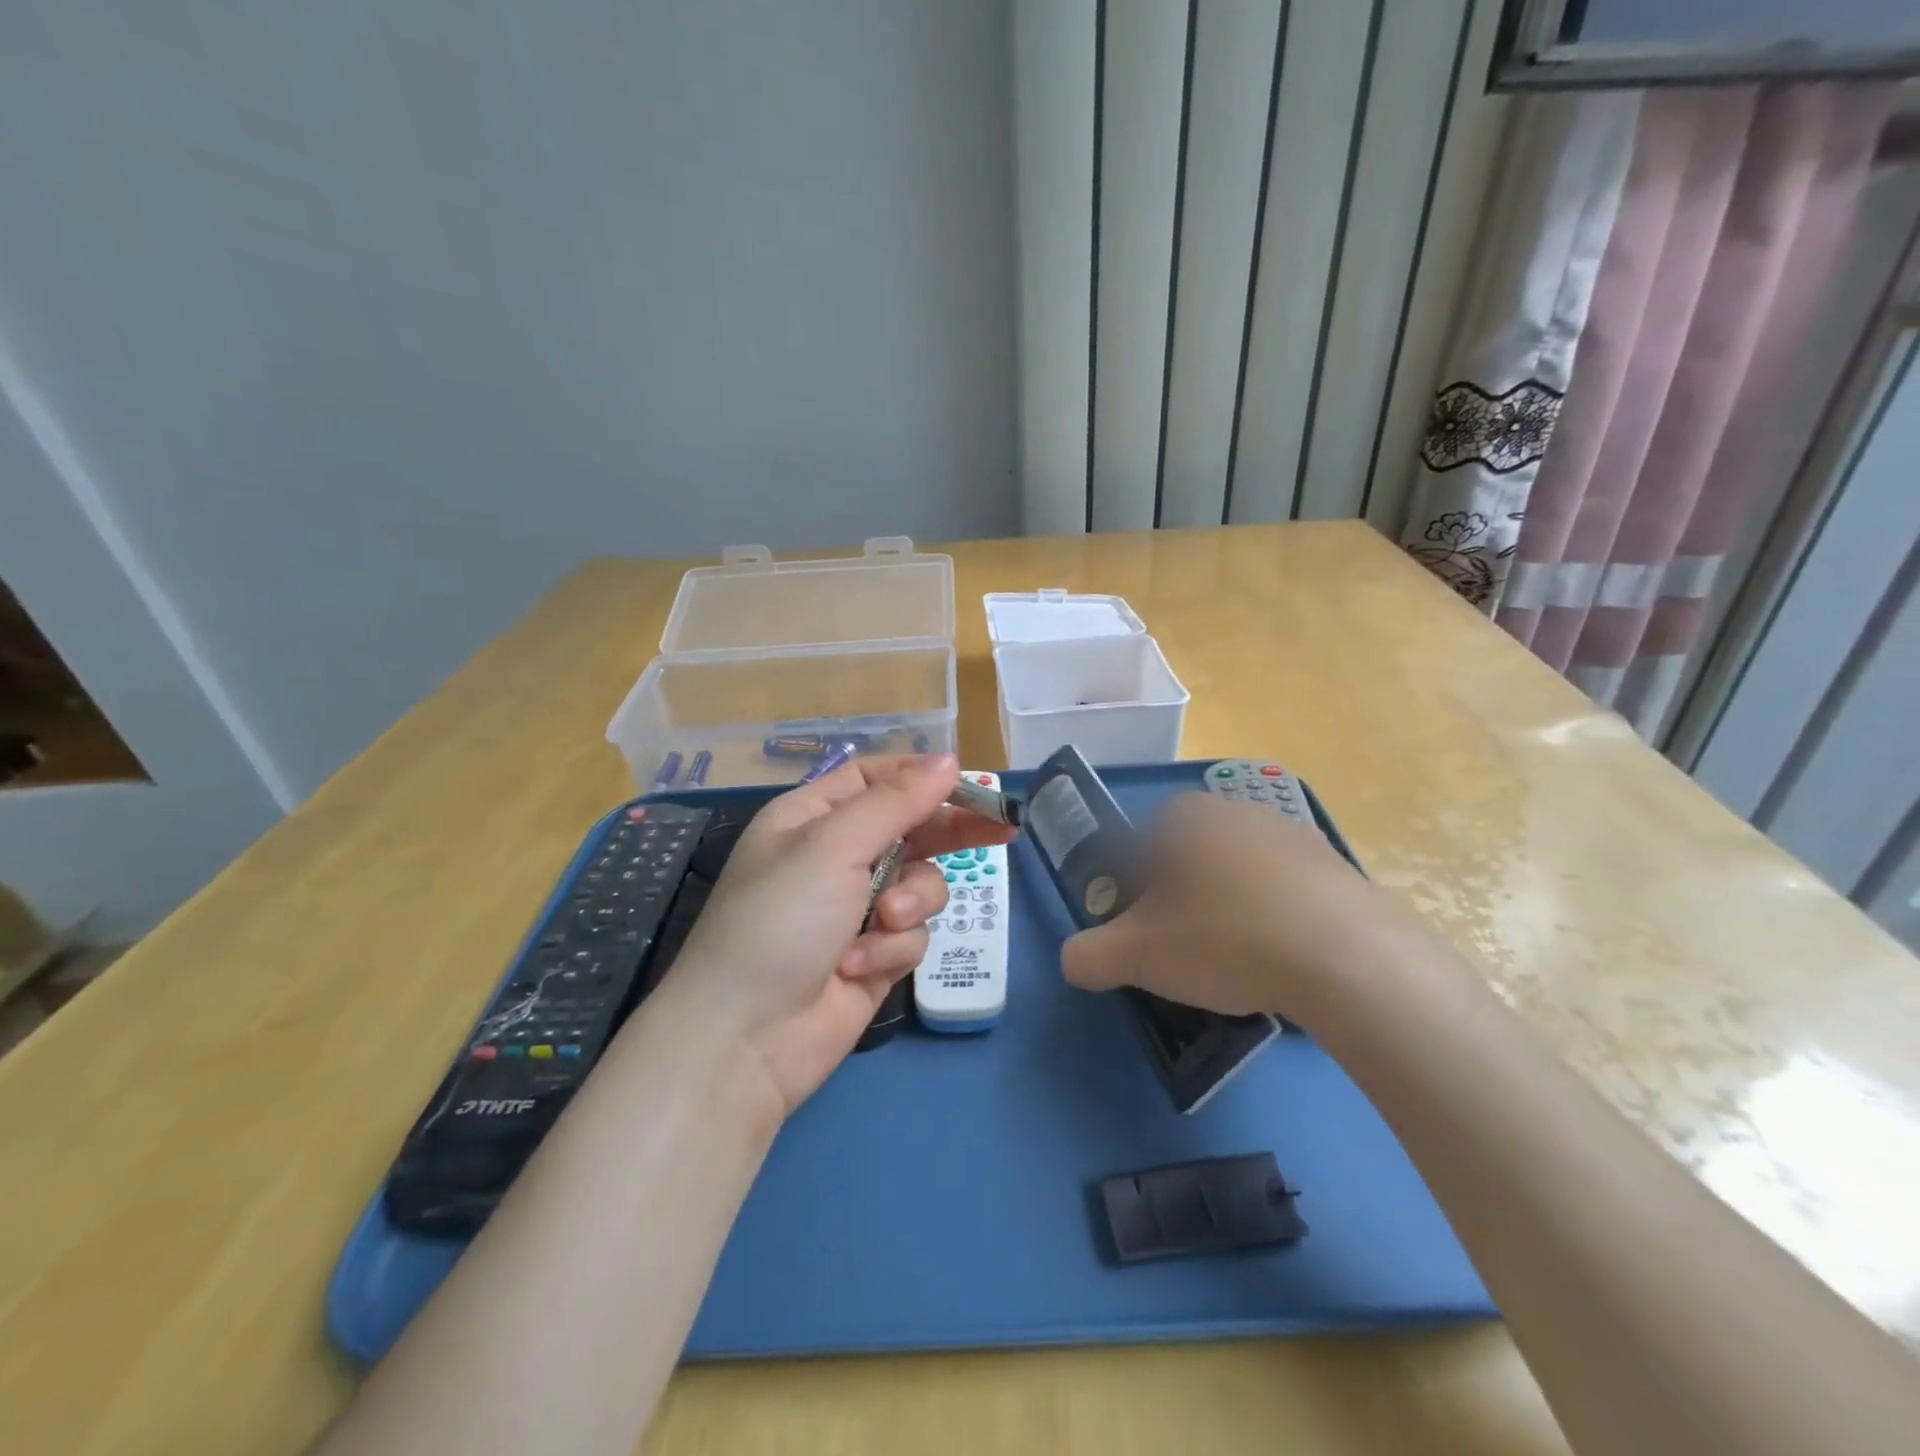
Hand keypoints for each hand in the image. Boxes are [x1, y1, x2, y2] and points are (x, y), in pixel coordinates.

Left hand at [659, 754, 1016, 1114]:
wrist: (746, 1040)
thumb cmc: (780, 921)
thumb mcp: (833, 846)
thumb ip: (896, 802)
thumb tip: (948, 760)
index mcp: (814, 817)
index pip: (877, 778)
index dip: (922, 777)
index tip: (972, 784)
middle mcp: (837, 856)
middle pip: (911, 827)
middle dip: (949, 833)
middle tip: (1003, 831)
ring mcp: (857, 907)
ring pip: (920, 883)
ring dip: (909, 903)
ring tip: (882, 923)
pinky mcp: (875, 953)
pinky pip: (911, 933)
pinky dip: (891, 948)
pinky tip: (858, 967)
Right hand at [1060, 791, 1414, 1025]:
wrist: (1348, 958)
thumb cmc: (1225, 939)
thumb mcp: (1138, 955)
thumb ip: (1089, 955)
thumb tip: (1072, 961)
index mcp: (1182, 816)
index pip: (1135, 850)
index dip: (1130, 898)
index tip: (1144, 939)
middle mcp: (1234, 810)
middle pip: (1185, 861)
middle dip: (1178, 904)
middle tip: (1185, 955)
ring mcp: (1290, 833)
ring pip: (1235, 875)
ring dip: (1226, 911)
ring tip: (1237, 964)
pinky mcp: (1334, 865)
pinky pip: (1283, 891)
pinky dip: (1272, 919)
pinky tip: (1281, 960)